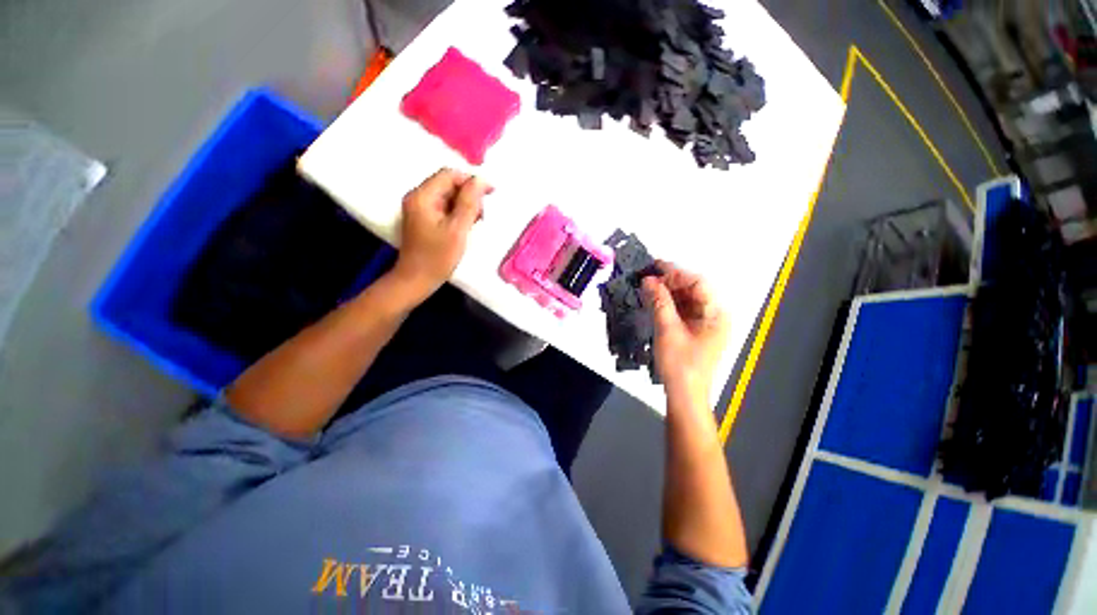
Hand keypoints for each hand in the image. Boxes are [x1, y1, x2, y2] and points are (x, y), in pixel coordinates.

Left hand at [393, 168, 491, 299]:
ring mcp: (420, 208)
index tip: (491, 194)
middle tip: (482, 215)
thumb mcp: (458, 230)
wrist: (417, 280)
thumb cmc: (437, 257)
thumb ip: (469, 203)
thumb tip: (481, 180)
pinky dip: (457, 213)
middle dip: (469, 195)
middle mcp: (418, 197)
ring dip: (465, 205)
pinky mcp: (424, 219)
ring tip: (475, 222)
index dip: (472, 181)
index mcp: (423, 196)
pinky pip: (444, 207)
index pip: (450, 175)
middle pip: (448, 184)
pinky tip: (465, 226)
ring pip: (448, 196)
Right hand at [643, 262, 728, 401]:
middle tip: (647, 276)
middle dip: (670, 282)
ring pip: (687, 299)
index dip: (676, 273)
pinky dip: (668, 304)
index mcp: (717, 314)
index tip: (654, 266)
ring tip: (647, 285)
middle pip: (693, 290)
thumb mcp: (668, 330)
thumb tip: (648, 279)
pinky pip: (683, 311)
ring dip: (667, 292)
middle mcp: (715, 315)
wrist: (684, 396)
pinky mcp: (696, 331)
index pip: (698, 284)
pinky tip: (654, 299)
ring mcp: (706, 324)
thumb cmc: (680, 364)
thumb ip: (659, 302)